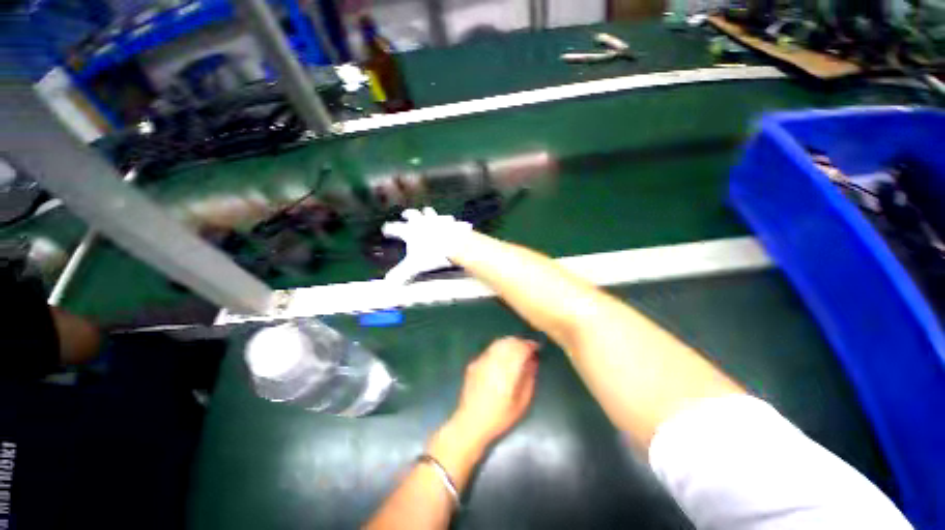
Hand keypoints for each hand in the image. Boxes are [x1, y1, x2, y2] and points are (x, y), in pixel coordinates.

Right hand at [382, 207, 472, 283]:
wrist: (454, 244)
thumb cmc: (433, 254)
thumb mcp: (415, 266)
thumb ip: (402, 274)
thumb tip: (388, 283)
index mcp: (410, 231)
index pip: (396, 228)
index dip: (390, 229)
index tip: (386, 229)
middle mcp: (422, 222)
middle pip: (412, 215)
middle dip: (408, 215)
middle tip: (405, 214)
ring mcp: (437, 220)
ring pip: (429, 213)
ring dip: (427, 213)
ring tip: (426, 213)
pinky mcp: (450, 222)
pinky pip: (448, 219)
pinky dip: (447, 221)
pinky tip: (450, 222)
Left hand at [449, 337, 539, 448]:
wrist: (470, 423)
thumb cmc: (499, 417)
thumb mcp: (521, 403)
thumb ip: (529, 379)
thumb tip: (533, 360)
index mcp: (506, 374)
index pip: (520, 350)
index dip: (529, 345)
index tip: (536, 347)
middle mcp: (493, 364)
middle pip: (509, 342)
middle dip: (520, 342)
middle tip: (528, 348)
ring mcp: (481, 362)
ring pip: (498, 343)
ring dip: (510, 343)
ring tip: (517, 349)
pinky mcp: (474, 363)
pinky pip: (490, 350)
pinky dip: (499, 348)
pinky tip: (503, 356)